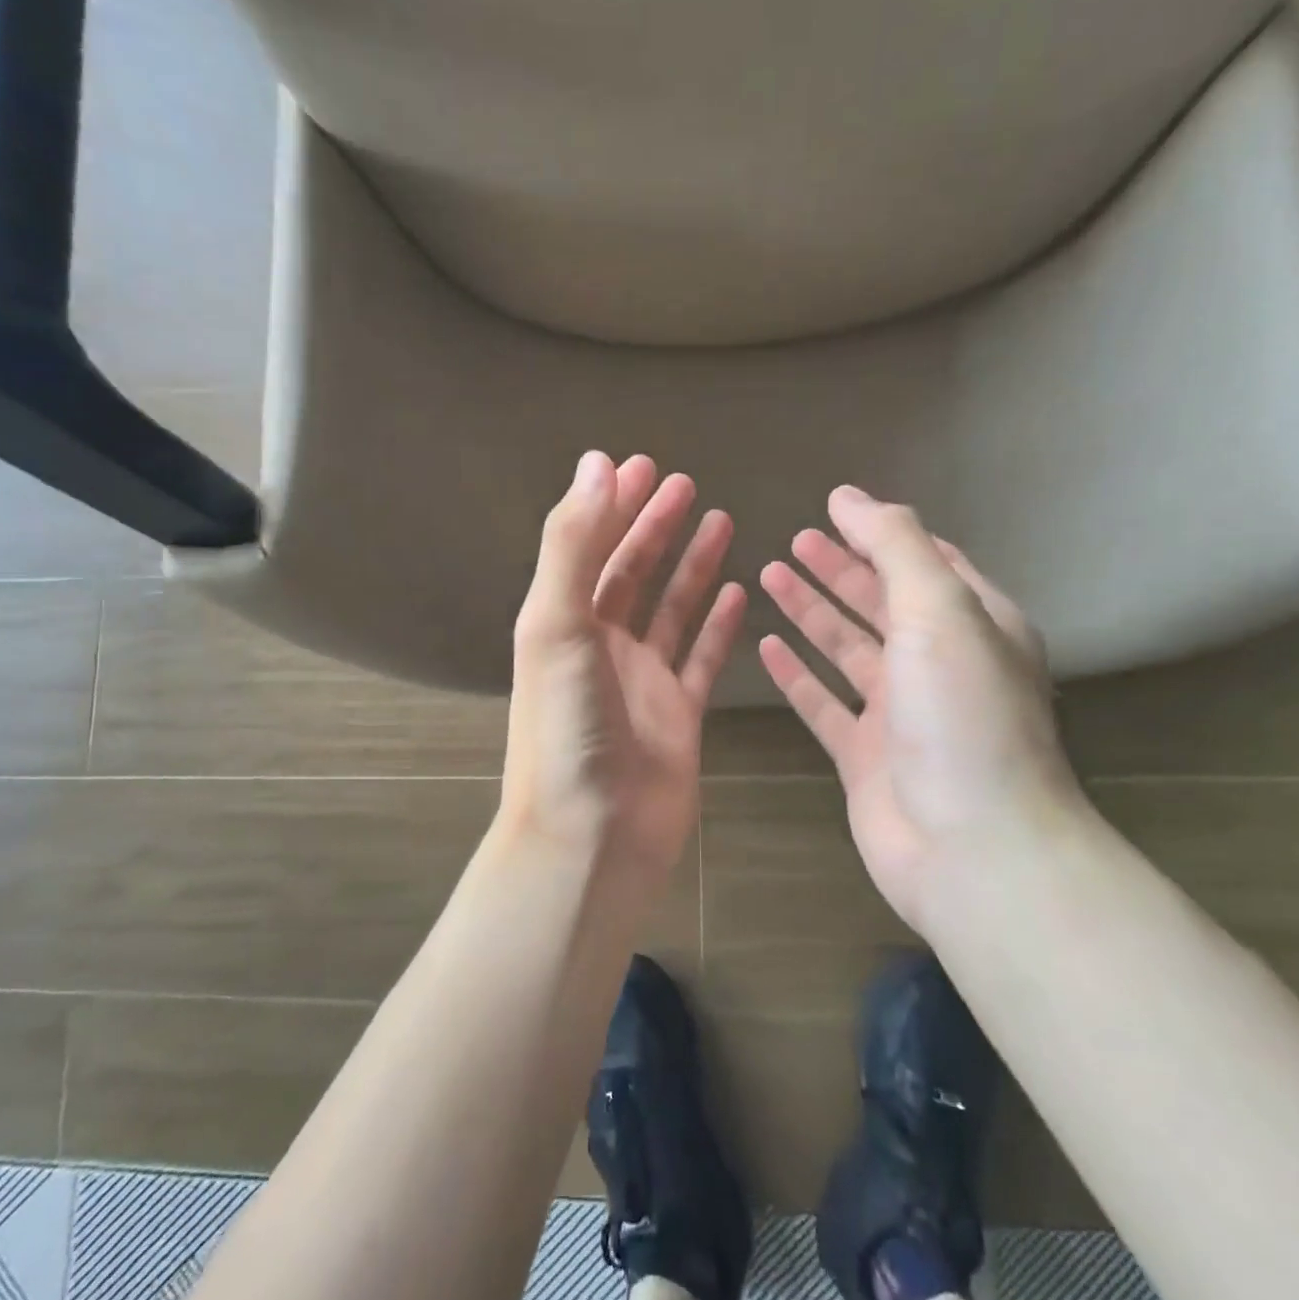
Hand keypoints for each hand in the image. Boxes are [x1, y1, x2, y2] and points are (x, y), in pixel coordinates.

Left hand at [501, 452, 747, 881]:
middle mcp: (601, 645)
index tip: (643, 465)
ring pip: (671, 608)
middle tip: (685, 483)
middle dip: (655, 526)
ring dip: (693, 566)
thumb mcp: (557, 625)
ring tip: (722, 520)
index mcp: (563, 622)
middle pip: (631, 572)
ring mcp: (643, 680)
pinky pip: (702, 657)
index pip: (590, 547)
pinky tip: (741, 591)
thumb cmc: (565, 727)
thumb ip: (573, 545)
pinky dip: (719, 624)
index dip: (614, 505)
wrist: (591, 837)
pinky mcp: (680, 713)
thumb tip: (597, 463)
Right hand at [758, 486, 1083, 932]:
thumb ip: (896, 546)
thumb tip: (849, 495)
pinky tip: (765, 645)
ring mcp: (898, 713)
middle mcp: (938, 665)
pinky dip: (795, 673)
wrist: (972, 850)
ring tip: (769, 575)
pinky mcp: (863, 755)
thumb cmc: (962, 716)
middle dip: (840, 568)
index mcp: (975, 627)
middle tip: (793, 540)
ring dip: (811, 611)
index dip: (882, 534)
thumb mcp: (940, 610)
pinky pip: (822, 702)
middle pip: (881, 602)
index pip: (928, 563)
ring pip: (846, 648)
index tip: (833, 507)